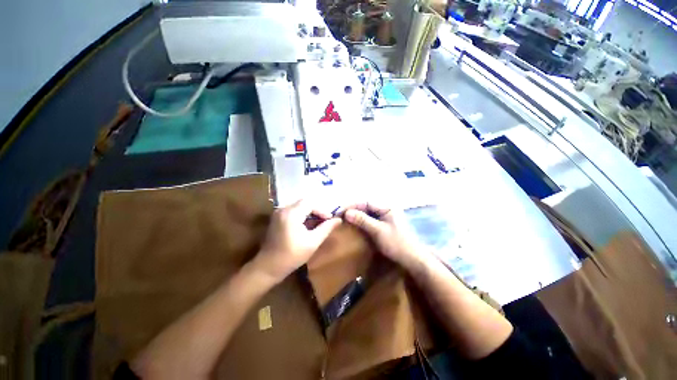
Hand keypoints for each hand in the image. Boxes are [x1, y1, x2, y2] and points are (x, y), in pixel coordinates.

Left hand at [254, 200, 341, 282]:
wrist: (268, 267)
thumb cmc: (292, 256)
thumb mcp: (312, 242)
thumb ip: (326, 229)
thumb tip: (338, 220)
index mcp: (291, 214)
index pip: (310, 203)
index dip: (322, 210)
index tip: (330, 220)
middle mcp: (283, 209)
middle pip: (304, 202)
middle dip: (317, 210)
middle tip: (325, 220)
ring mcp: (278, 212)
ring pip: (299, 205)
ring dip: (310, 212)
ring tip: (319, 222)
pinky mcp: (277, 217)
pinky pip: (293, 210)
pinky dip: (302, 214)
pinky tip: (308, 224)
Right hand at [341, 203, 424, 269]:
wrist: (412, 259)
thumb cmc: (397, 243)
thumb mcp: (378, 231)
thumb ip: (363, 220)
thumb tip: (347, 213)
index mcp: (386, 207)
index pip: (365, 202)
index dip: (352, 205)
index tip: (340, 211)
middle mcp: (385, 209)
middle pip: (365, 206)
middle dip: (352, 209)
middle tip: (339, 215)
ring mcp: (385, 217)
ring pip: (366, 212)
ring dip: (355, 215)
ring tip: (343, 218)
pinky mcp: (383, 224)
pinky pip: (369, 219)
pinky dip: (360, 221)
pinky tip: (353, 224)